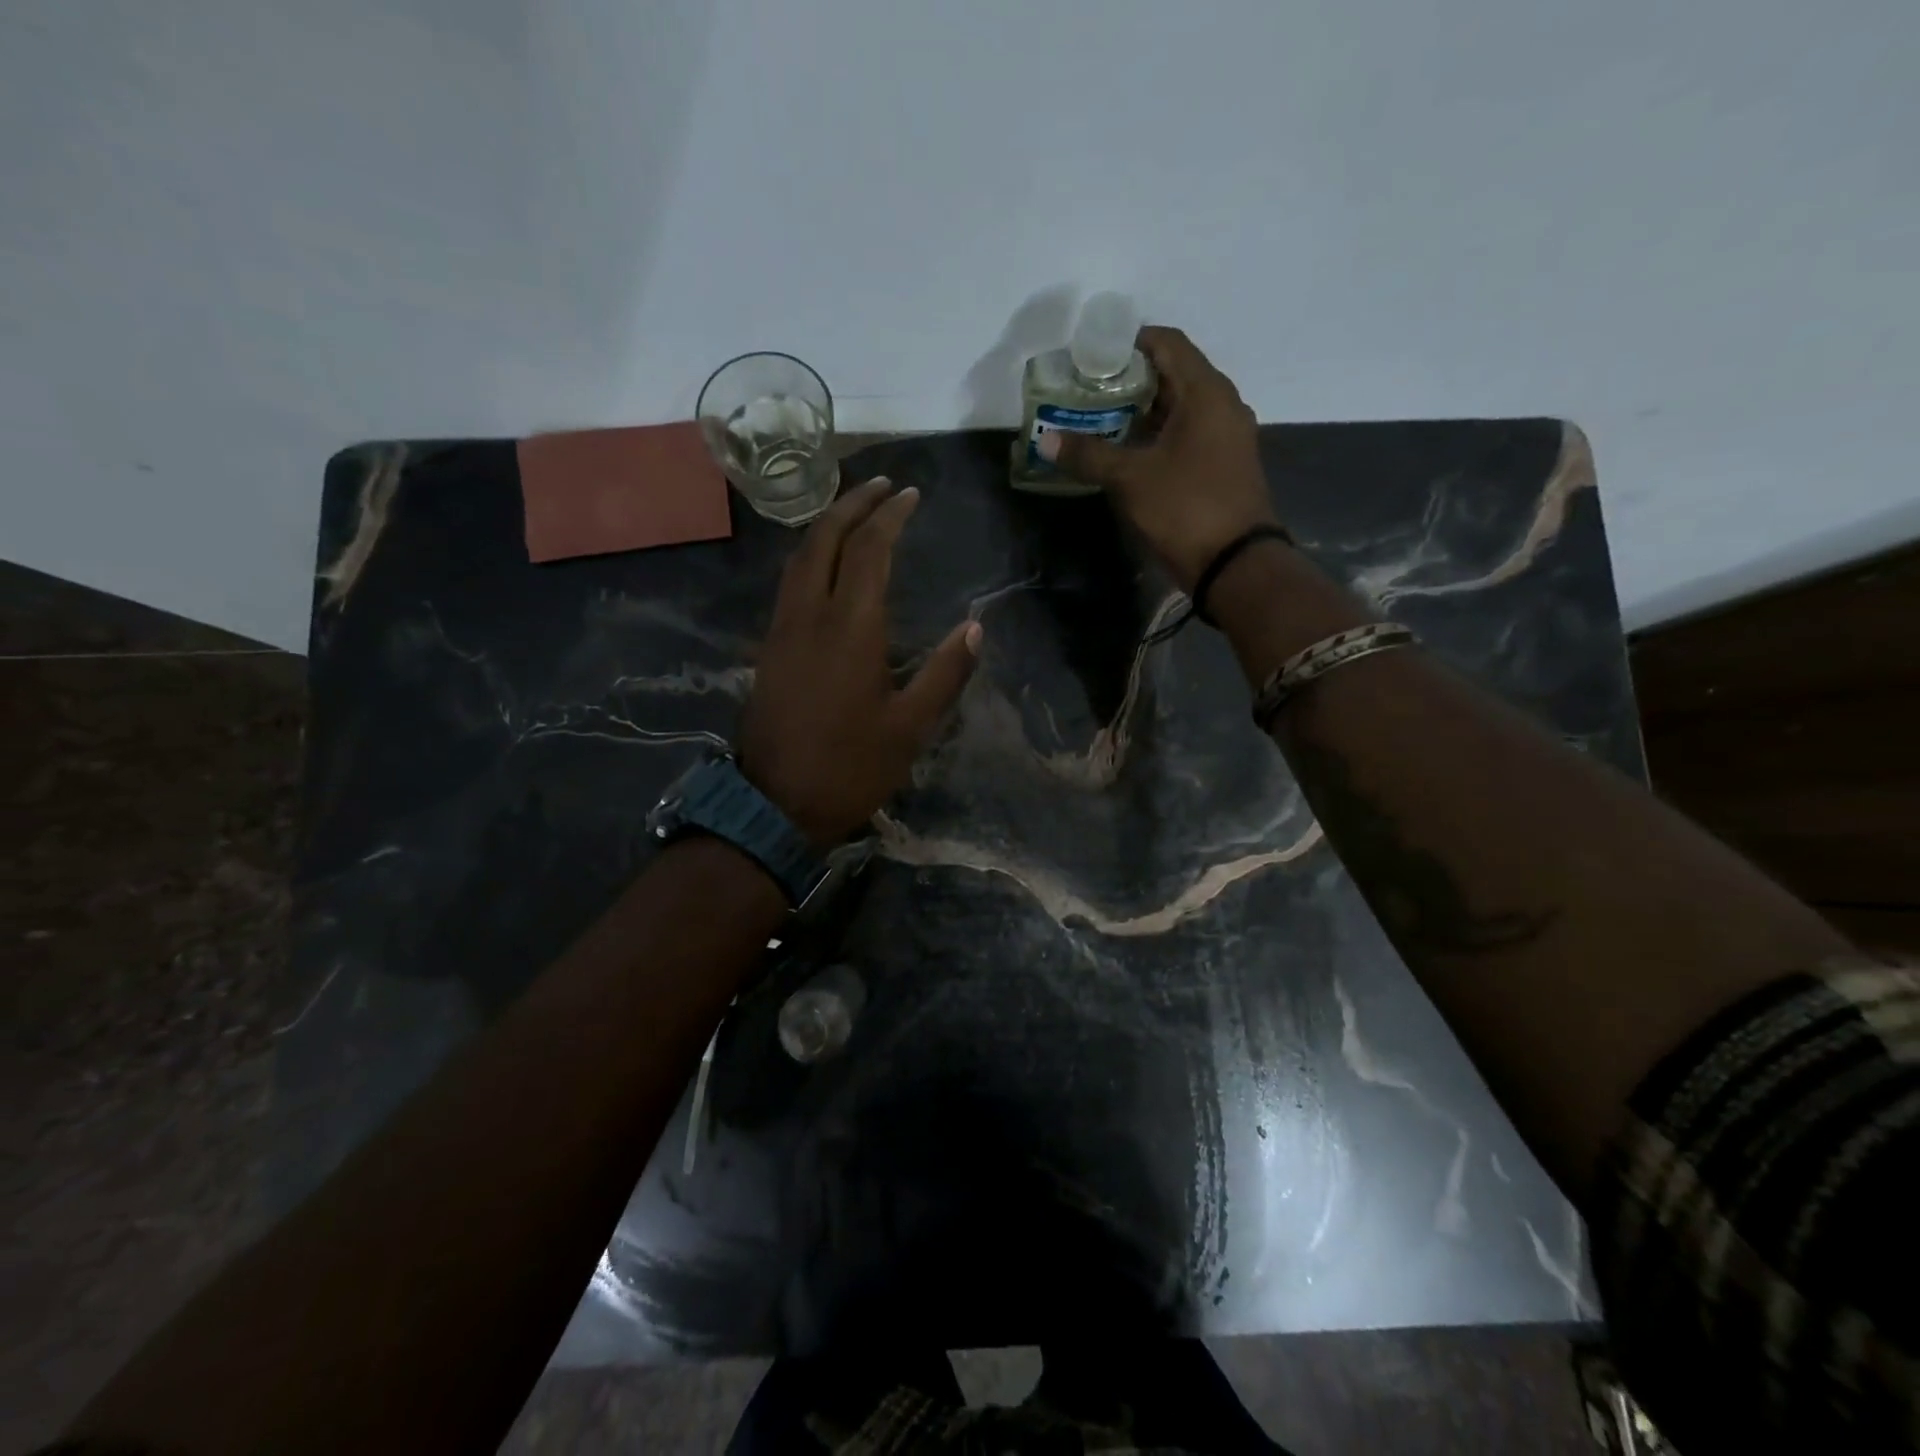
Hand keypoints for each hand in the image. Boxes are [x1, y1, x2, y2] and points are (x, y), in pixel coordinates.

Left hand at [737, 478, 981, 846]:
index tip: (910, 495)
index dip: (890, 516)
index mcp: (850, 628)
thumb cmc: (851, 767)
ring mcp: (781, 630)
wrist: (775, 804)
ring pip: (798, 557)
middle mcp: (809, 615)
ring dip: (826, 524)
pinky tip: (825, 564)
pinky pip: (788, 583)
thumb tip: (976, 627)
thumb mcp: (911, 727)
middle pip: (824, 538)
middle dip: (853, 503)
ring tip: (855, 511)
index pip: (869, 550)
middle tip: (882, 485)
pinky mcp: (768, 648)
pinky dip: (810, 555)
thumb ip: (946, 673)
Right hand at [1040, 325, 1279, 590]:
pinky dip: (1158, 436)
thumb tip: (1046, 440)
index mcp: (1206, 392)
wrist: (1235, 564)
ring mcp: (1227, 437)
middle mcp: (1222, 405)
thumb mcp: (1130, 479)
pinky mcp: (1224, 465)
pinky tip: (1128, 453)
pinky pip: (1188, 435)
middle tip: (1089, 392)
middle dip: (1130, 380)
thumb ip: (1089, 454)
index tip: (1093, 357)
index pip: (1168, 343)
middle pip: (1174, 375)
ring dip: (1143, 412)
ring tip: (1101, 422)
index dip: (1130, 343)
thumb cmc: (1185, 508)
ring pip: (1180, 408)